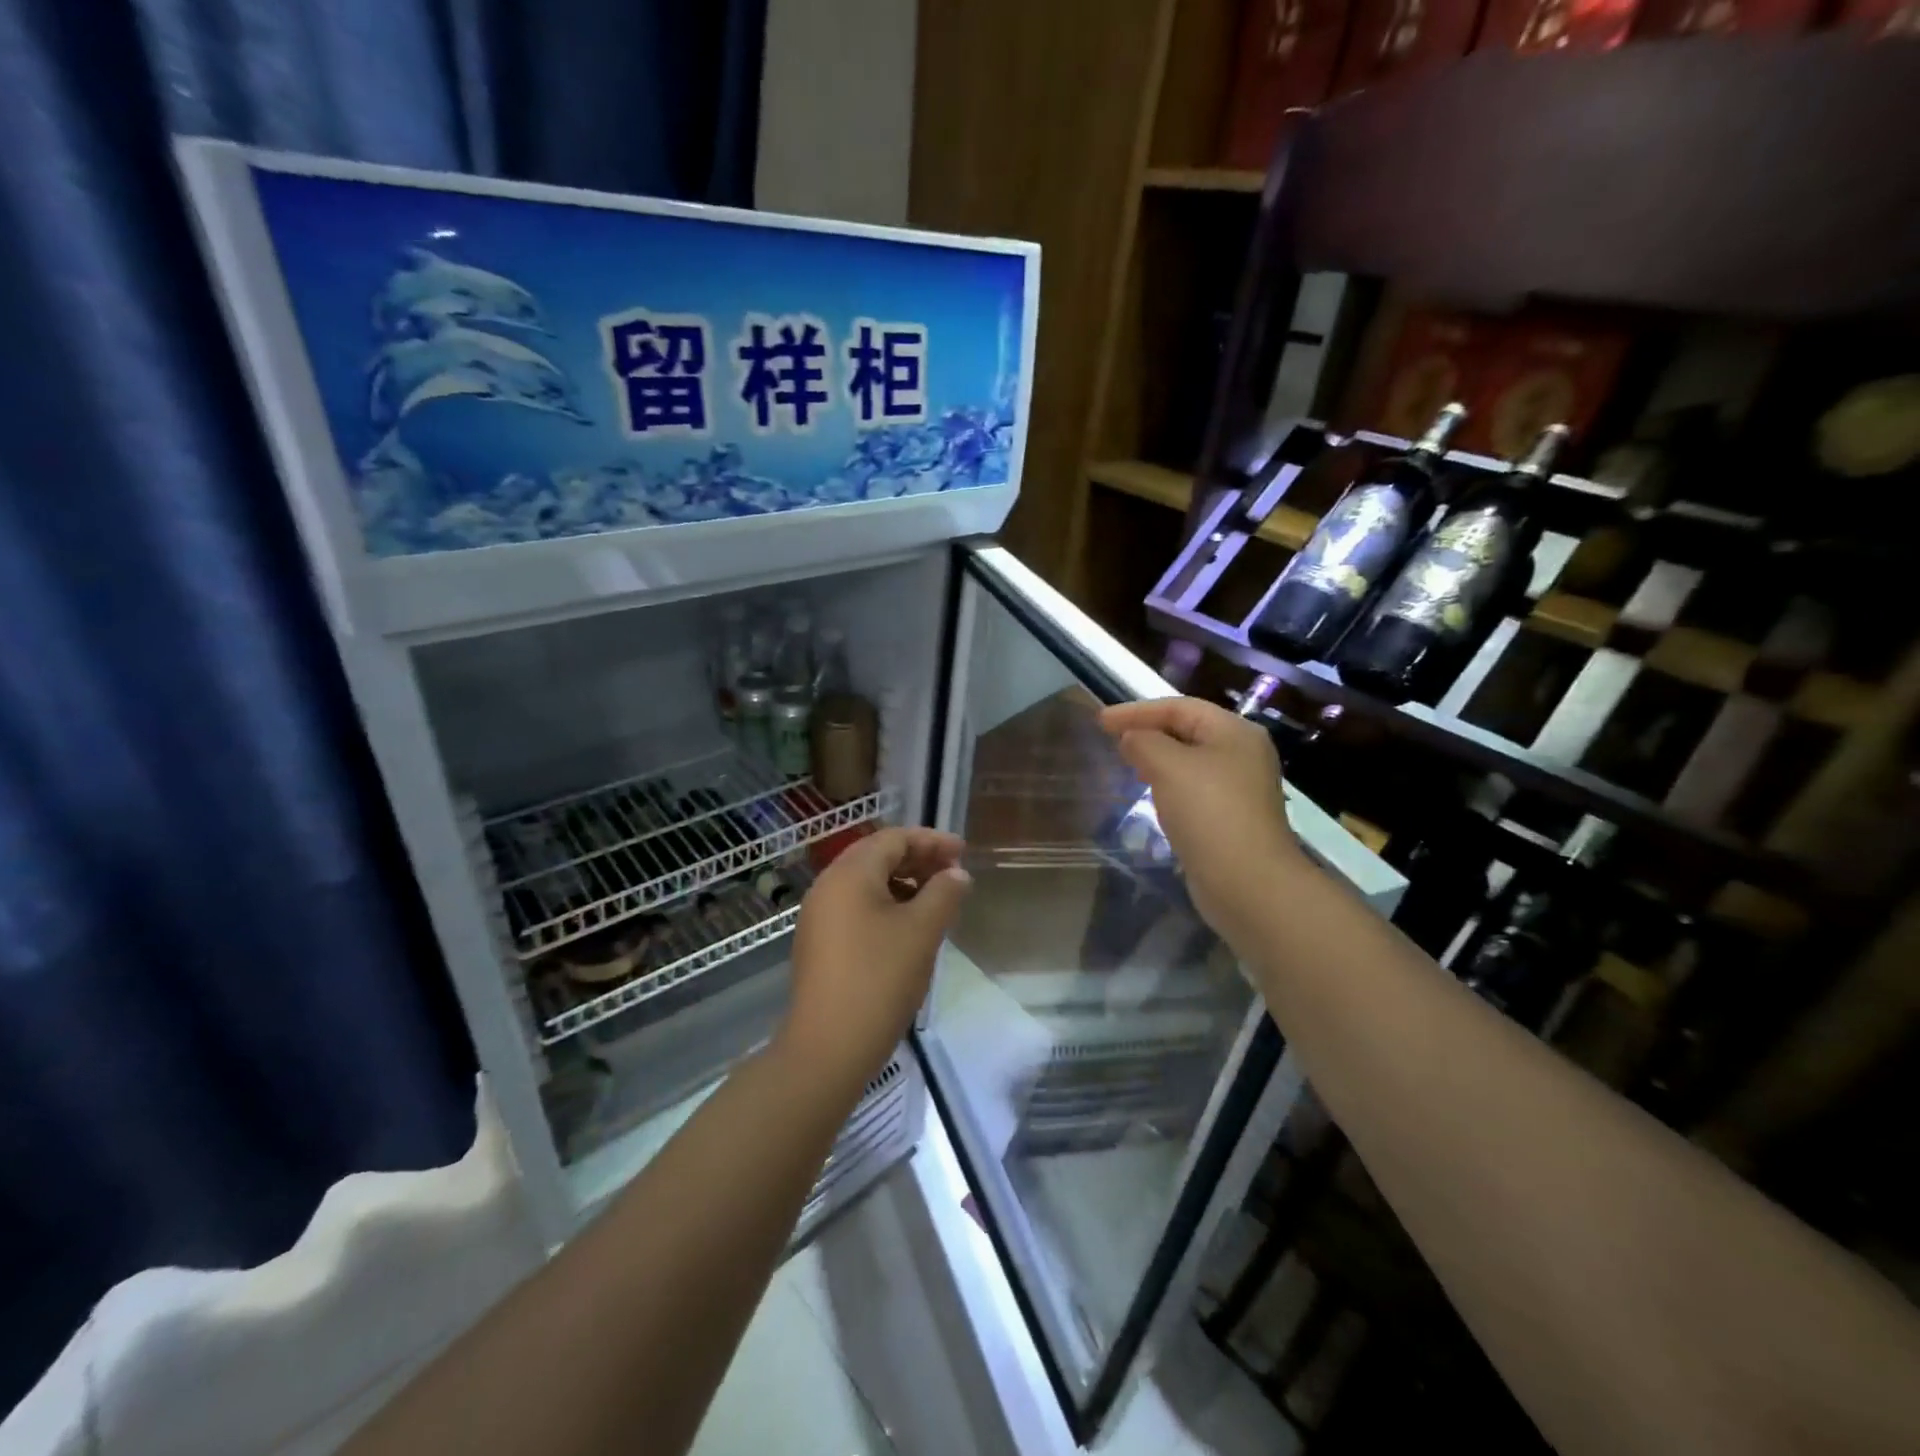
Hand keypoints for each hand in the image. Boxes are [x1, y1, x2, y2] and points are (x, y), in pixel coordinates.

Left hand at [778, 827, 970, 1096]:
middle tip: (953, 874)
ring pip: (866, 884)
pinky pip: (856, 908)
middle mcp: (827, 886)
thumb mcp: (922, 932)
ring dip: (903, 884)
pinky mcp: (818, 944)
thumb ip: (944, 893)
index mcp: (849, 874)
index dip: (931, 841)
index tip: (963, 852)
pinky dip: (886, 906)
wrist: (827, 1048)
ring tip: (936, 902)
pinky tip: (908, 929)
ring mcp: (818, 917)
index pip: (893, 838)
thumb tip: (956, 874)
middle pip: (877, 857)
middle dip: (917, 860)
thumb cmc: (879, 979)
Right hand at [1100, 697, 1303, 937]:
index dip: (1137, 710)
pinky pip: (1193, 788)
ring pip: (1189, 761)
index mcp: (1234, 732)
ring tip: (1126, 763)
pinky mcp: (1231, 817)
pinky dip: (1168, 784)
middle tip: (1111, 738)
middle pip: (1187, 730)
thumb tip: (1131, 738)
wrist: (1248, 883)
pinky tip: (1151, 794)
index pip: (1179, 707)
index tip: (1100, 721)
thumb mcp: (1169, 767)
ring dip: (1157, 758)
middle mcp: (1242, 754)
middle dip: (1148, 731)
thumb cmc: (1209, 813)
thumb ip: (1144, 742)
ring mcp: (1240, 788)